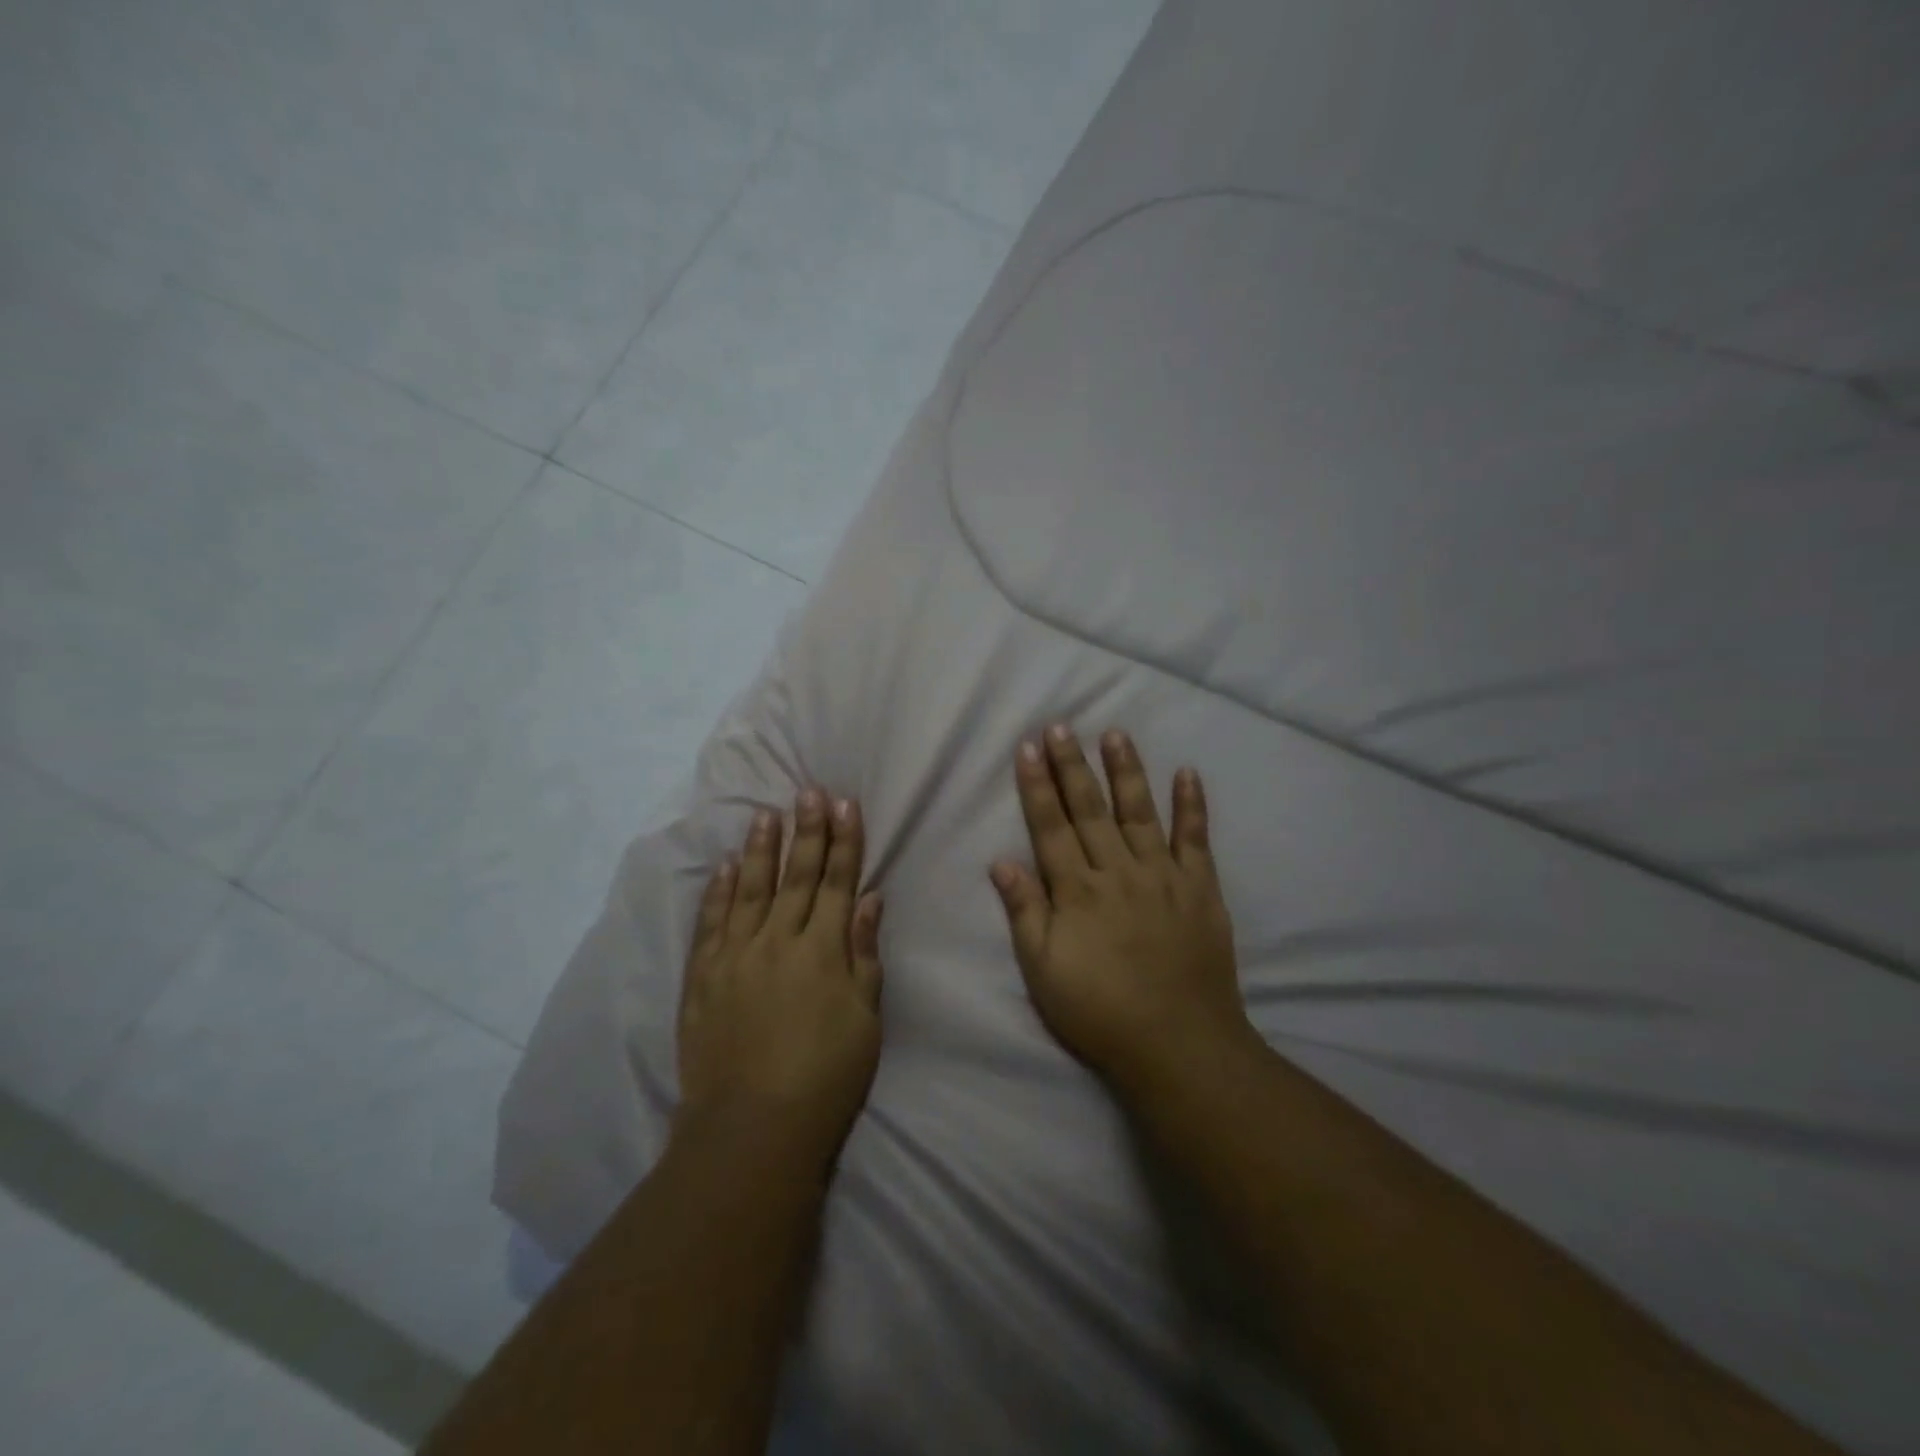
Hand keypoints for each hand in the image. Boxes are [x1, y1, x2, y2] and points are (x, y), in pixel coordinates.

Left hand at [677, 790, 884, 1160]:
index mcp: (822, 950)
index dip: (844, 841)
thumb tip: (869, 899)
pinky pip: (710, 923)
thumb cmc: (825, 1078)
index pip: (837, 881)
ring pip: (749, 888)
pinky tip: (723, 866)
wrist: (752, 1129)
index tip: (845, 804)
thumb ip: (864, 954)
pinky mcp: (703, 978)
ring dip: (759, 849)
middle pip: (796, 876)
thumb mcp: (865, 1019)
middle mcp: (778, 941)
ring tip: (765, 813)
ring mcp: (735, 956)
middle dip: (807, 830)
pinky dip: (717, 891)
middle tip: (809, 791)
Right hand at [991, 726, 1252, 1092]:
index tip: (1027, 748)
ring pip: (1140, 812)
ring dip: (1126, 771)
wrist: (1179, 1045)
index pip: (1051, 827)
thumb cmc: (1100, 1011)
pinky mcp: (1200, 889)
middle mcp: (1118, 872)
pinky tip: (1188, 773)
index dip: (1037, 786)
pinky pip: (1196, 839)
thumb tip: (1001, 861)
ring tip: (1115, 733)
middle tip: (1061, 726)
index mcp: (1077, 892)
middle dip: (1072, 765)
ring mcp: (1163, 876)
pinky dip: (1193, 806)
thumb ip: (1025, 912)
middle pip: (1090, 810)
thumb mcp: (1044, 971)